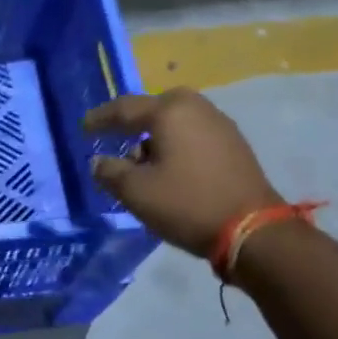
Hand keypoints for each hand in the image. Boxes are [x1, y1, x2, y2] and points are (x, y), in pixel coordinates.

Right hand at [82, 89, 279, 258]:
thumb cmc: (187, 204)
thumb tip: (99, 161)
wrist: (253, 231)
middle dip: (134, 122)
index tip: (84, 128)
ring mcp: (220, 125)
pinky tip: (171, 167)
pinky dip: (177, 144)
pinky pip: (194, 134)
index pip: (124, 109)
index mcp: (169, 112)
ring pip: (177, 121)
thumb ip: (110, 172)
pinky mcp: (235, 145)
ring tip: (142, 161)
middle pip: (155, 107)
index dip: (100, 119)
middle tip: (116, 137)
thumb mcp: (136, 192)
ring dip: (156, 135)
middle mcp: (197, 109)